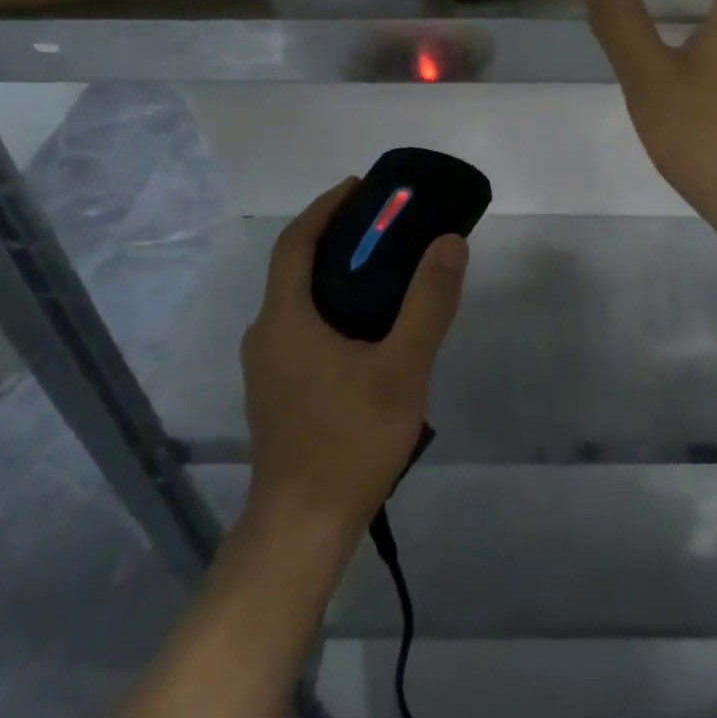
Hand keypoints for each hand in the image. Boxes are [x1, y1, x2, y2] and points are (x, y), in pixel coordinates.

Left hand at [240, 178, 467, 533]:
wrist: (301, 531)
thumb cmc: (349, 441)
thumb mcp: (402, 368)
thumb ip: (428, 302)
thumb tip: (449, 241)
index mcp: (286, 319)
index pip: (297, 241)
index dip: (326, 207)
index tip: (361, 186)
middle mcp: (267, 334)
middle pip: (295, 266)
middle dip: (335, 235)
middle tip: (385, 223)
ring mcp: (268, 367)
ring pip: (299, 298)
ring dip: (334, 271)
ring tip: (384, 266)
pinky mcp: (278, 391)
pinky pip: (302, 326)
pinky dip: (332, 304)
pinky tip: (369, 325)